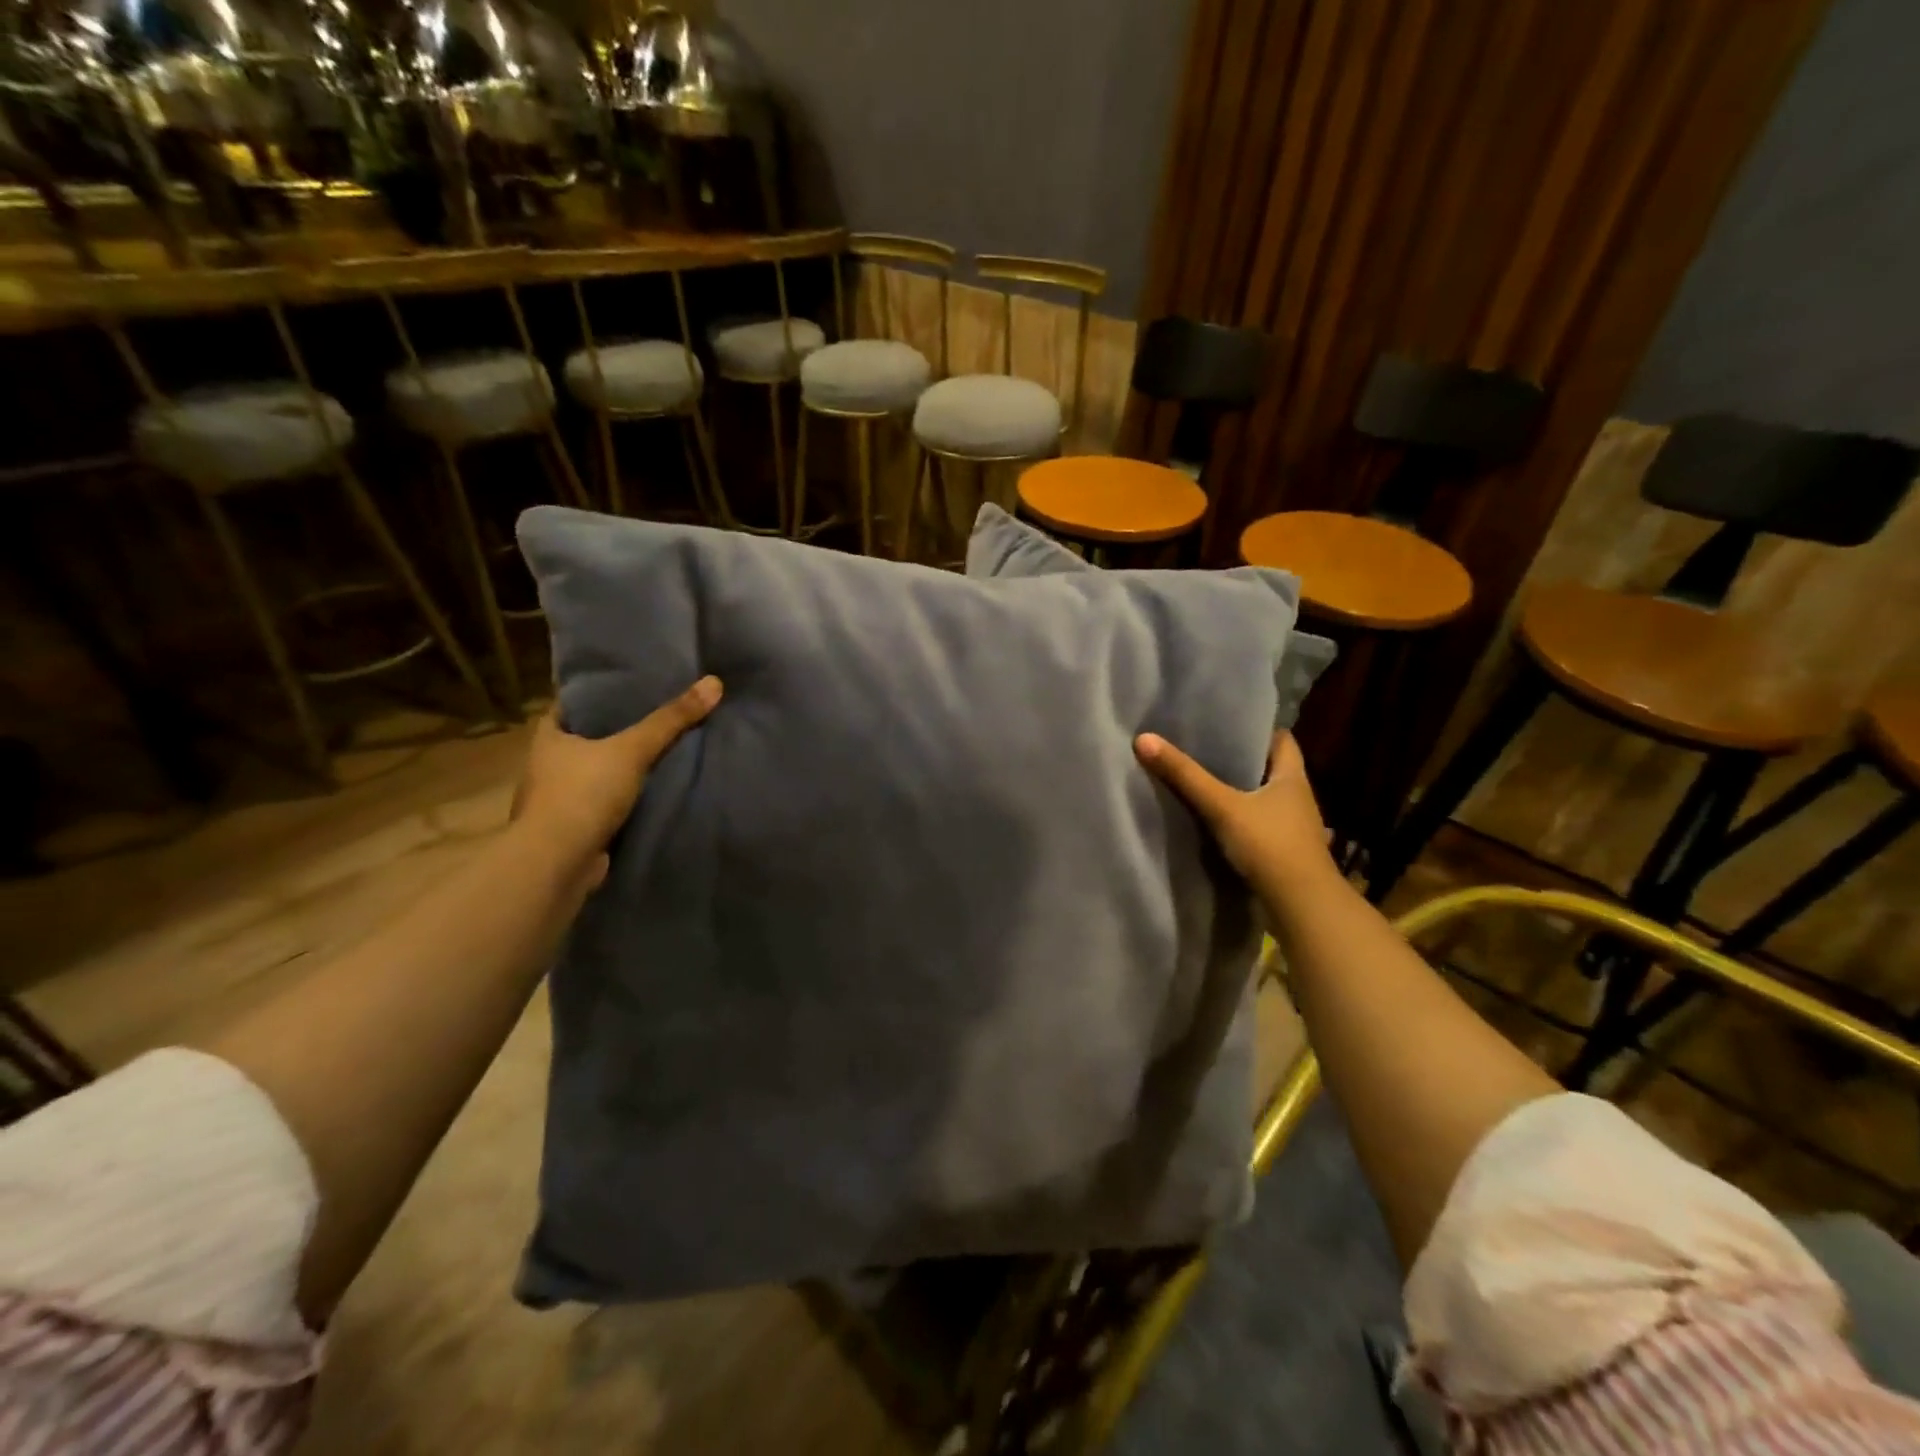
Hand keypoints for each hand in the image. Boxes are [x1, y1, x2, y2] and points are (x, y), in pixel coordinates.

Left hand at [512, 677, 722, 883]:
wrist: (557, 864)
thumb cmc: (583, 795)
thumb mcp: (632, 750)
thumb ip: (671, 720)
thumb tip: (714, 682)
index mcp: (549, 738)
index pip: (572, 704)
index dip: (599, 694)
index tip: (631, 685)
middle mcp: (548, 766)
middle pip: (587, 739)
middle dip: (617, 731)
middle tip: (657, 714)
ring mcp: (559, 801)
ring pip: (597, 774)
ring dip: (622, 768)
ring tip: (663, 751)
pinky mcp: (575, 829)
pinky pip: (606, 804)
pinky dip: (626, 799)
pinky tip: (654, 792)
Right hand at [1134, 729, 1334, 898]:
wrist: (1301, 905)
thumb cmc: (1269, 845)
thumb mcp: (1221, 806)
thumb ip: (1185, 775)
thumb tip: (1144, 739)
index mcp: (1293, 777)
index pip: (1282, 740)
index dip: (1257, 730)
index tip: (1226, 726)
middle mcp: (1299, 798)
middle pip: (1270, 769)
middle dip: (1242, 761)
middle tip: (1205, 751)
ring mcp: (1294, 828)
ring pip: (1265, 799)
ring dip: (1241, 793)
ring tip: (1205, 784)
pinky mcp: (1285, 852)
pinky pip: (1260, 825)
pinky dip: (1241, 820)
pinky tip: (1216, 822)